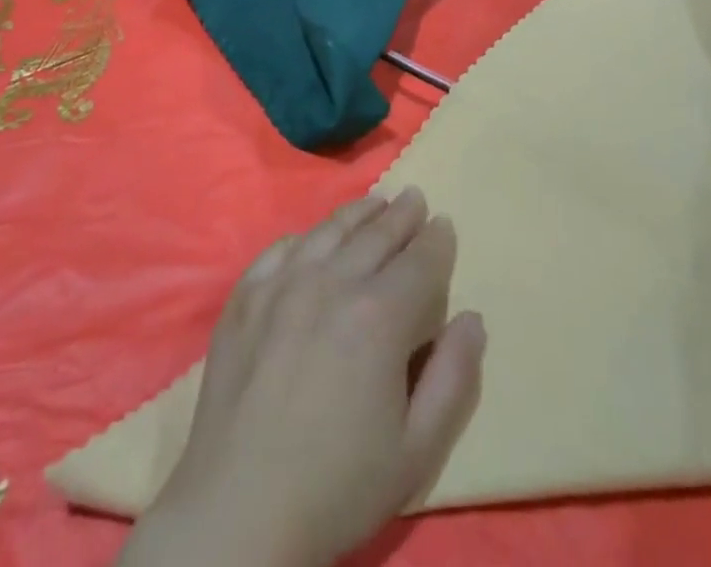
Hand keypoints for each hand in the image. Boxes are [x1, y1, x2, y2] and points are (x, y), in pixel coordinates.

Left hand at [122, 188, 485, 566]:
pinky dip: (305, 237)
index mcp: (379, 316)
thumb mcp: (416, 451)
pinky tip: (313, 237)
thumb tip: (472, 319)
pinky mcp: (245, 297)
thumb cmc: (338, 487)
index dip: (436, 242)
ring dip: (358, 214)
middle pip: (375, 235)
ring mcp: (282, 285)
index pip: (419, 262)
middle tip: (414, 198)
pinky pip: (281, 250)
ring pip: (329, 232)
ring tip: (375, 202)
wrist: (238, 513)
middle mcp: (331, 283)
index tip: (445, 224)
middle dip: (401, 216)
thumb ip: (453, 379)